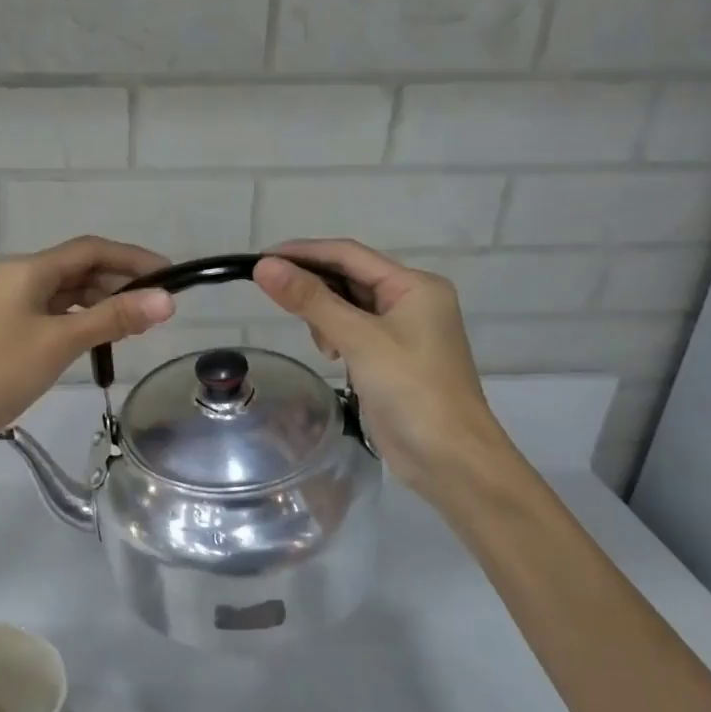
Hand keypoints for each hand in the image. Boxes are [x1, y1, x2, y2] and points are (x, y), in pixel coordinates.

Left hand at [0, 237, 174, 467]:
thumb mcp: (60, 343)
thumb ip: (114, 318)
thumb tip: (167, 299)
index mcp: (28, 271)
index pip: (91, 250)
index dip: (133, 258)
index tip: (170, 276)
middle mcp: (20, 279)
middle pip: (80, 268)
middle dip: (121, 281)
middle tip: (159, 306)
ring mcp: (13, 306)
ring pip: (69, 293)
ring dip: (103, 302)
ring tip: (139, 323)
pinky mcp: (11, 330)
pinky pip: (56, 314)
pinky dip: (83, 320)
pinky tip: (103, 338)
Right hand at [254, 240, 507, 499]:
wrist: (450, 459)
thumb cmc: (411, 390)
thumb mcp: (358, 339)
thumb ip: (311, 300)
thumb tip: (264, 266)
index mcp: (414, 285)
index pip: (349, 254)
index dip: (304, 252)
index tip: (261, 259)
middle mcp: (411, 300)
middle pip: (349, 278)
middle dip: (315, 288)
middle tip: (277, 302)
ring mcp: (403, 331)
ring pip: (349, 306)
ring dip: (325, 318)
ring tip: (324, 346)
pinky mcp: (392, 358)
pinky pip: (355, 332)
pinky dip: (336, 338)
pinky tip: (333, 357)